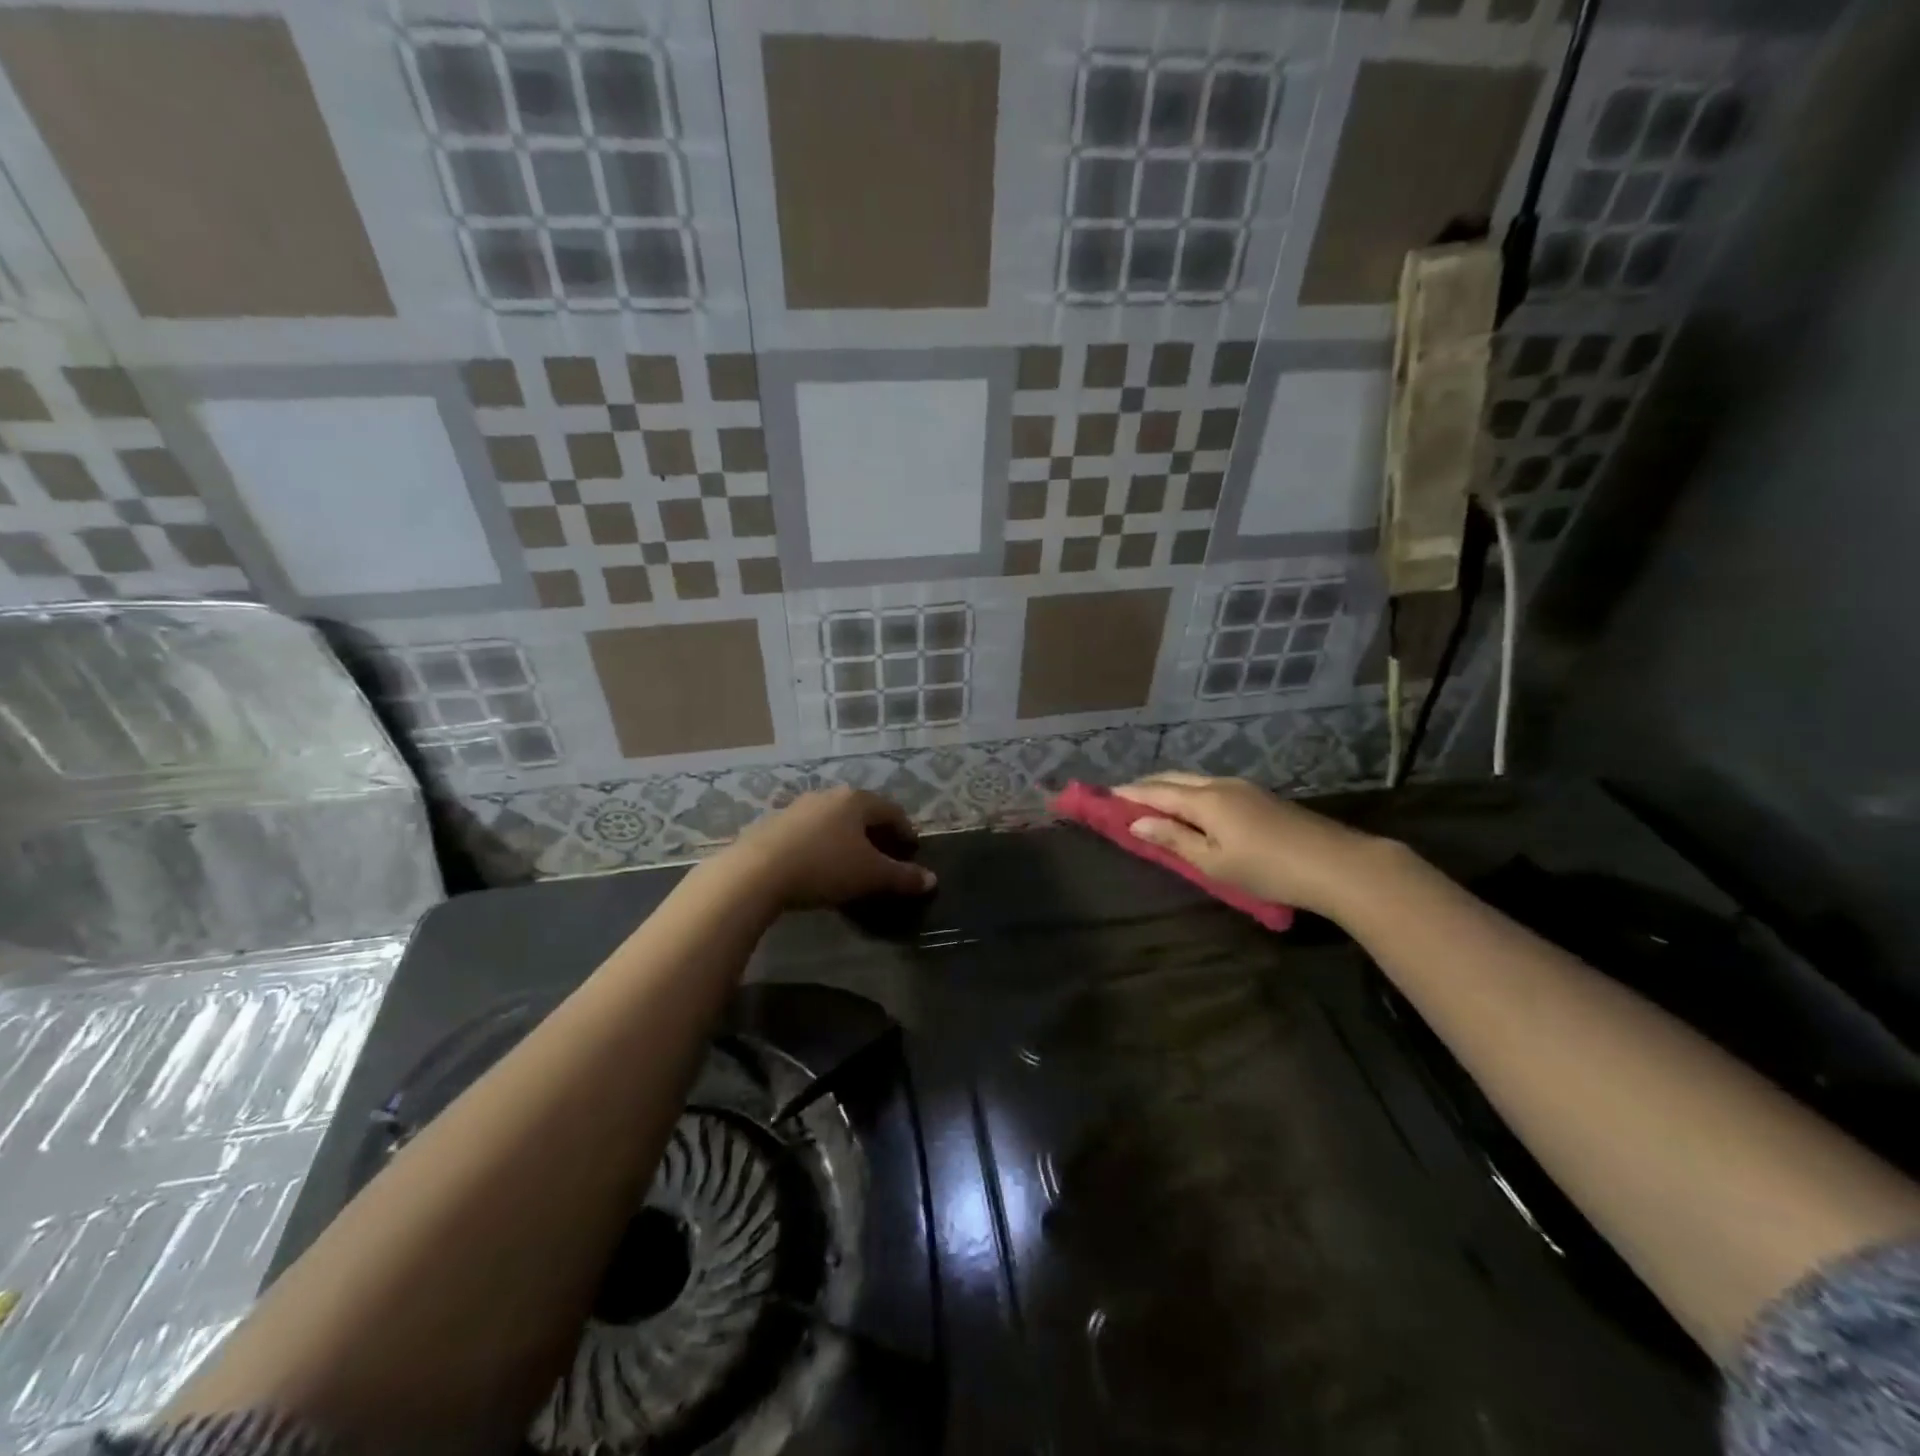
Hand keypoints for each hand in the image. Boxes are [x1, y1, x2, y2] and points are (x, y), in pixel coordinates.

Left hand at [723, 786, 935, 909]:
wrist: (756, 872)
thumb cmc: (825, 867)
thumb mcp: (871, 876)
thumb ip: (903, 877)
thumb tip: (932, 880)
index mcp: (856, 800)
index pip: (892, 810)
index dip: (905, 830)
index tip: (911, 849)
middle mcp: (828, 796)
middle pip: (861, 812)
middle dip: (875, 833)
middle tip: (885, 856)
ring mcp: (797, 807)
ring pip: (833, 821)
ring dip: (846, 838)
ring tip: (851, 862)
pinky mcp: (773, 824)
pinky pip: (808, 832)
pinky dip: (821, 845)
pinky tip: (818, 866)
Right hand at [1113, 772, 1392, 920]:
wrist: (1336, 863)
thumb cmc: (1267, 868)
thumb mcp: (1213, 862)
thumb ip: (1173, 839)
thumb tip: (1136, 822)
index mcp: (1204, 799)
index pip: (1155, 791)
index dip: (1128, 794)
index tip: (1103, 796)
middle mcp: (1220, 784)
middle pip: (1174, 778)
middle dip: (1146, 786)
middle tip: (1123, 799)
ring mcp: (1243, 787)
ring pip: (1194, 781)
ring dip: (1169, 789)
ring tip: (1152, 804)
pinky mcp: (1259, 797)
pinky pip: (1212, 788)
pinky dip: (1190, 794)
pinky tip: (1190, 809)